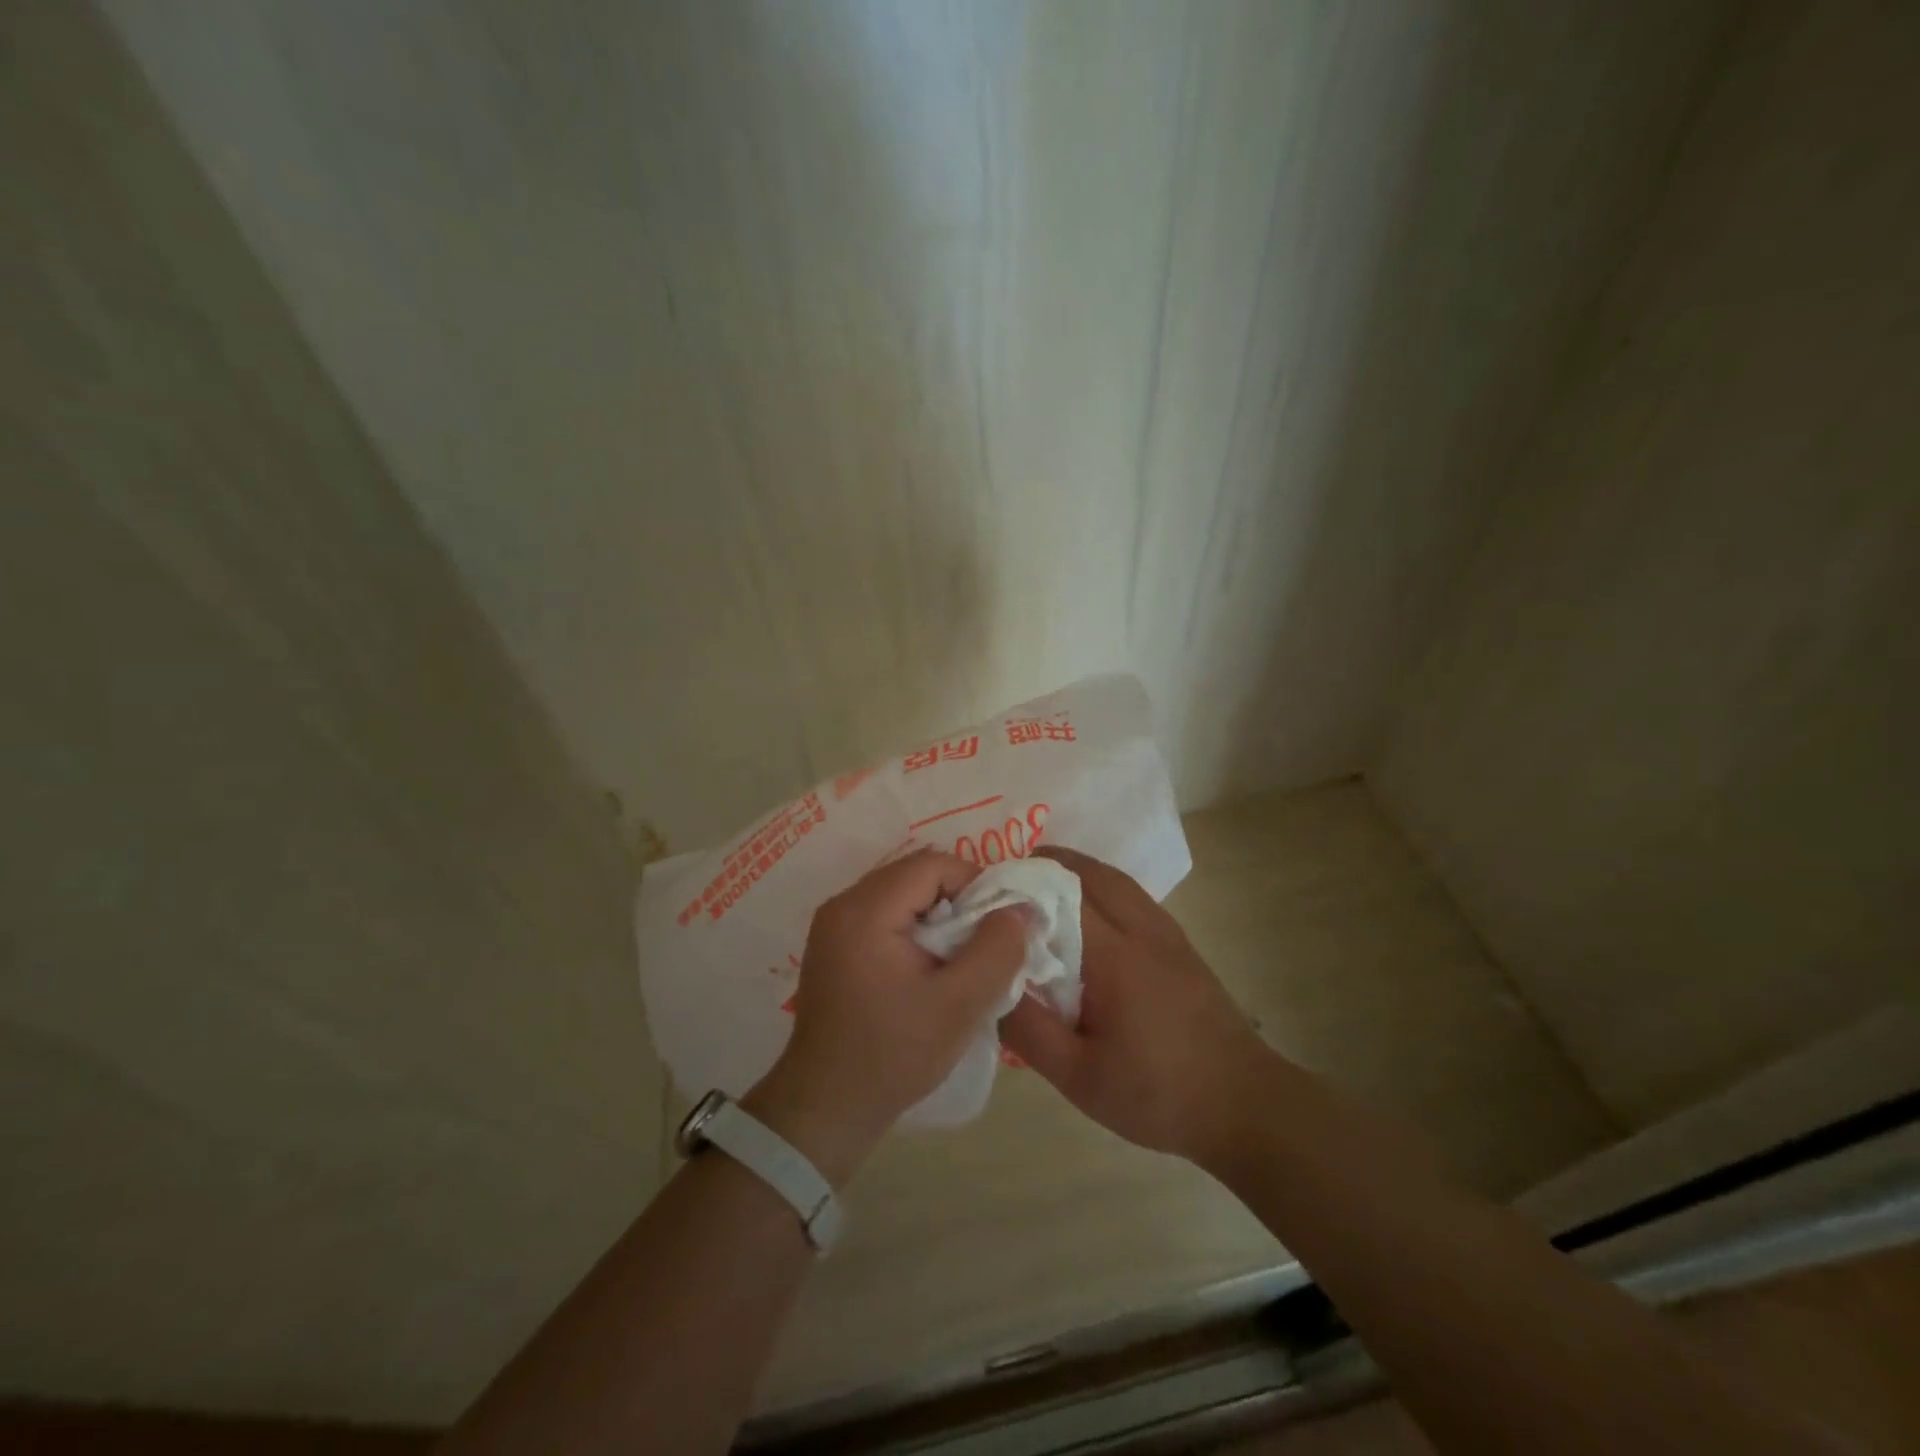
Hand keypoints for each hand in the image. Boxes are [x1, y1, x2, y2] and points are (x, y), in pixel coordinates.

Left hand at [745, 850, 1025, 1183]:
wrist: (826, 1108)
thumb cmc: (894, 1055)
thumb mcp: (960, 1005)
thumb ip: (998, 950)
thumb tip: (1022, 908)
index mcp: (865, 909)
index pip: (932, 864)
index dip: (975, 884)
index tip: (998, 926)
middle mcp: (842, 904)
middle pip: (915, 875)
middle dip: (958, 900)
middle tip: (983, 944)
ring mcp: (833, 925)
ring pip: (902, 895)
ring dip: (938, 917)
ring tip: (959, 959)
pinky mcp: (834, 946)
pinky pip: (884, 916)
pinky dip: (915, 930)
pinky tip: (928, 969)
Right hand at [999, 845, 1271, 1168]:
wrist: (1242, 1103)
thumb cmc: (1157, 1093)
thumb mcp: (1079, 1077)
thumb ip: (1029, 1031)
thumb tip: (988, 984)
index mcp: (1114, 956)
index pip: (1060, 897)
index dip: (1021, 887)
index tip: (985, 894)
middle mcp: (1142, 930)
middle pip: (1091, 873)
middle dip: (1047, 865)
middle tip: (1008, 881)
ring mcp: (1167, 933)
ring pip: (1116, 880)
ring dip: (1077, 872)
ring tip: (1041, 888)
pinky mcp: (1180, 944)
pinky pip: (1133, 897)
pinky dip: (1102, 888)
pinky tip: (1087, 917)